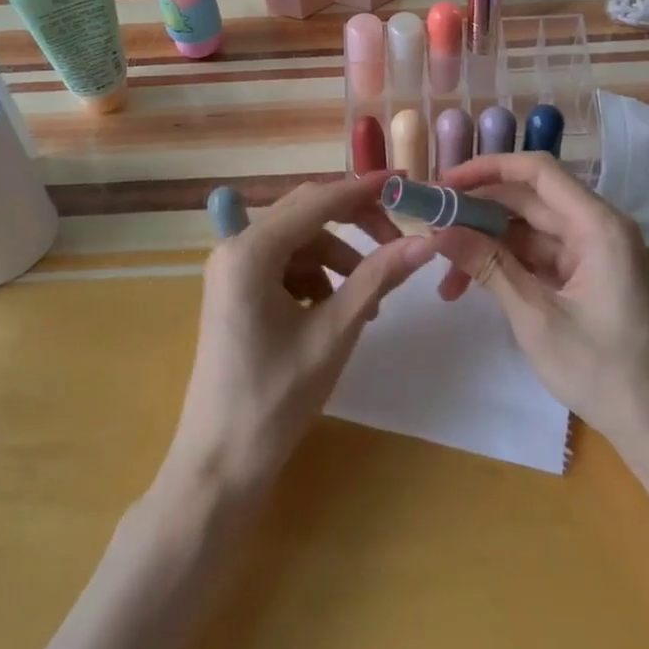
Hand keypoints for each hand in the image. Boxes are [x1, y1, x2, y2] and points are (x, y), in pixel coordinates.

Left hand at [162, 174, 436, 498]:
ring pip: (300, 242)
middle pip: (307, 214)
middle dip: (355, 225)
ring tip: (370, 304)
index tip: (406, 182)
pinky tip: (338, 313)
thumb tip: (428, 239)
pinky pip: (287, 265)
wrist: (220, 465)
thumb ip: (379, 277)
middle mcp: (235, 247)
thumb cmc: (276, 399)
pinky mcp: (237, 290)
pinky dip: (318, 279)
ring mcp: (233, 269)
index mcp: (251, 251)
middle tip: (399, 242)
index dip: (364, 190)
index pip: (318, 201)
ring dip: (339, 259)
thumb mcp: (335, 332)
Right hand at [431, 153, 648, 450]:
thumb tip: (439, 231)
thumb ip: (488, 267)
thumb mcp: (536, 319)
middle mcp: (596, 226)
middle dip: (478, 210)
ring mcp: (592, 250)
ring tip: (443, 270)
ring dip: (486, 243)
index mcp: (597, 225)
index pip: (537, 171)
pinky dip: (505, 264)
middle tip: (431, 224)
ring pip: (527, 229)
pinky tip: (469, 283)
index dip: (488, 169)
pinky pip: (537, 254)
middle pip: (528, 199)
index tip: (444, 183)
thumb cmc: (603, 372)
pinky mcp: (585, 273)